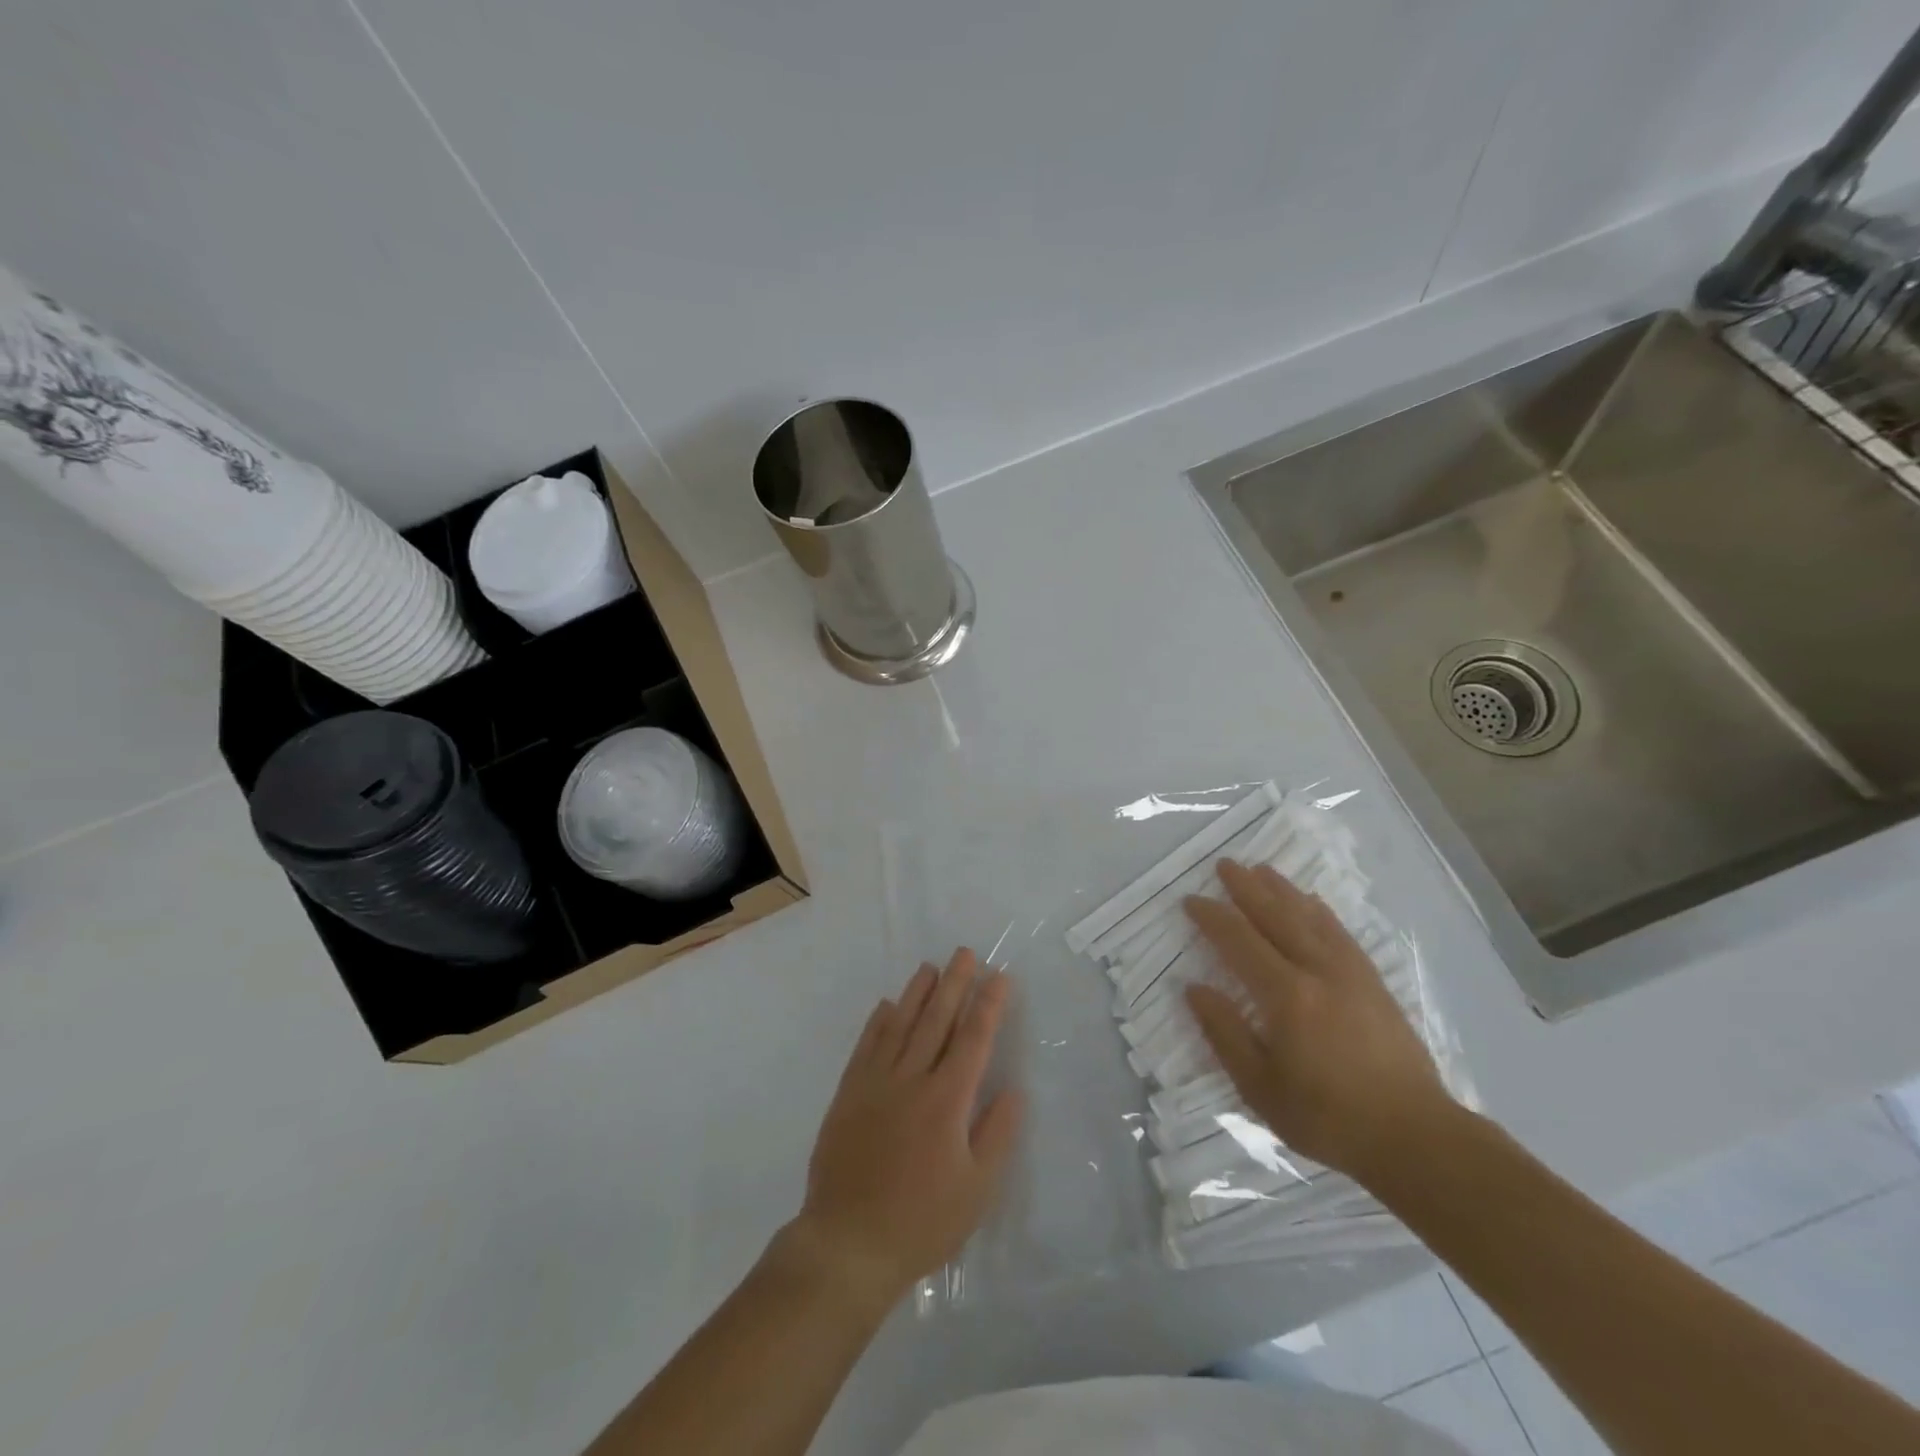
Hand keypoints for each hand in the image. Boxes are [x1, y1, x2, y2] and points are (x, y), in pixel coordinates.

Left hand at [785, 950, 1022, 1310]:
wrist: (848, 1243)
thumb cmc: (922, 1221)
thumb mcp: (977, 1190)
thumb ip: (998, 1134)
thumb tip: (1013, 1088)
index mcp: (947, 1100)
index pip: (973, 1039)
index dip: (988, 1005)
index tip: (998, 976)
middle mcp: (912, 1079)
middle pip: (937, 1020)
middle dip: (955, 984)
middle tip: (965, 953)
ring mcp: (876, 1083)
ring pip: (901, 1025)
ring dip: (918, 993)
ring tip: (931, 967)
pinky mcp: (849, 1094)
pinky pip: (866, 1046)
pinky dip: (878, 1022)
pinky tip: (887, 1005)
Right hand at [1182, 859, 1454, 1182]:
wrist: (1414, 1136)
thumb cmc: (1327, 1117)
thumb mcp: (1259, 1087)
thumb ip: (1225, 1033)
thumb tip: (1195, 989)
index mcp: (1286, 995)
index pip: (1239, 941)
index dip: (1212, 917)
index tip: (1191, 900)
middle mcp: (1318, 971)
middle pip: (1276, 916)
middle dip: (1247, 888)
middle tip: (1224, 864)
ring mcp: (1351, 973)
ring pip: (1310, 917)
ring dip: (1282, 890)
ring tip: (1261, 869)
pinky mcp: (1373, 982)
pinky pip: (1340, 932)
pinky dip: (1319, 911)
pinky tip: (1311, 902)